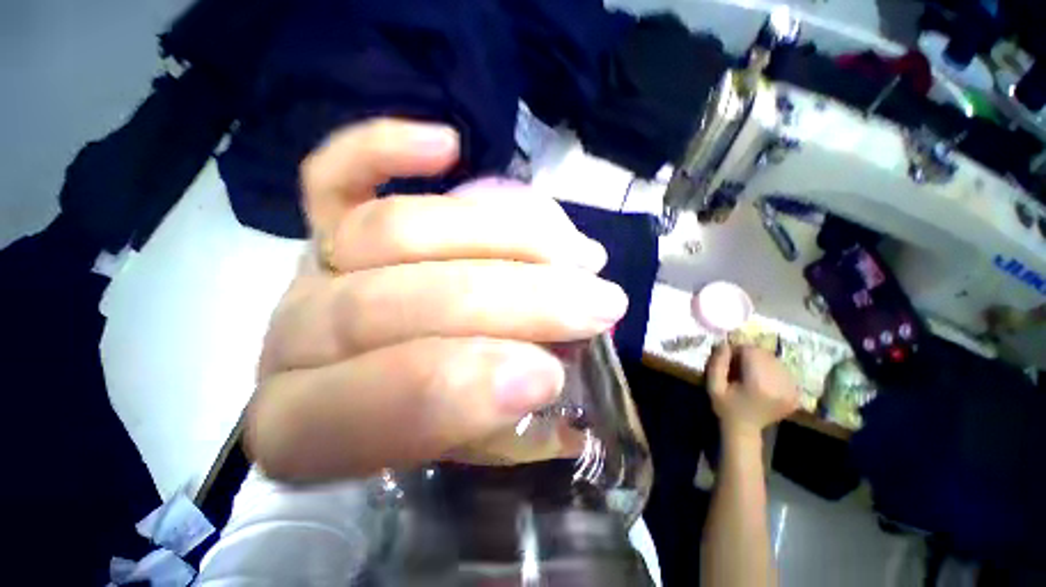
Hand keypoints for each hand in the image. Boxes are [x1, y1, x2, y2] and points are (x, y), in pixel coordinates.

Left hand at [245, 118, 627, 482]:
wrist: (383, 377)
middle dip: (514, 302)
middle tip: (598, 304)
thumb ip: (499, 424)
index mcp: (310, 426)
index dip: (463, 388)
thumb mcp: (458, 445)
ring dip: (504, 237)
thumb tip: (547, 376)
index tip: (548, 376)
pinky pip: (332, 174)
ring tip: (578, 254)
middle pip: (395, 302)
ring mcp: (312, 271)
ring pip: (394, 230)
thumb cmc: (429, 420)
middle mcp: (299, 340)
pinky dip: (384, 148)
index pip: (368, 404)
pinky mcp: (322, 223)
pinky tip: (447, 146)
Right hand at [706, 344, 799, 438]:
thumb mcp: (713, 386)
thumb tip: (726, 345)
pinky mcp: (796, 394)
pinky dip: (772, 370)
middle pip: (765, 354)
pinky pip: (784, 371)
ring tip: (750, 373)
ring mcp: (791, 391)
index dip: (738, 350)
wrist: (745, 429)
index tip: (729, 358)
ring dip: (761, 361)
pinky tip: (763, 380)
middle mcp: (779, 385)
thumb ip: (717, 364)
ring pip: (775, 361)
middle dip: (750, 355)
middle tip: (739, 365)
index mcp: (758, 384)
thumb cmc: (726, 406)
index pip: (751, 351)